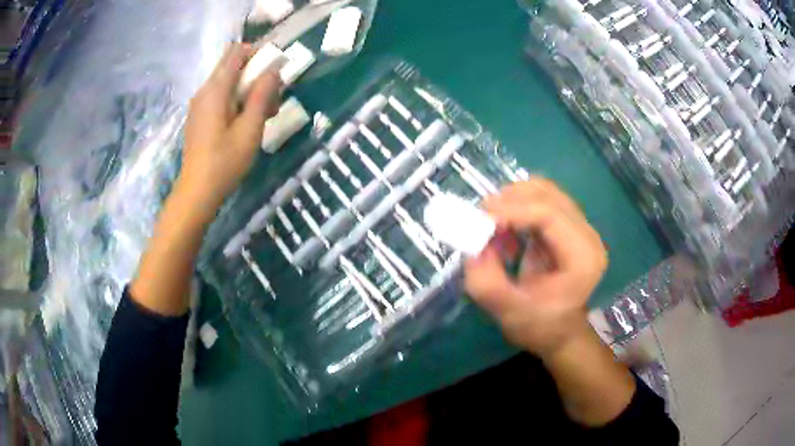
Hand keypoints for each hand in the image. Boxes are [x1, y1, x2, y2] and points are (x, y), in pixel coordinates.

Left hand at [178, 43, 281, 219]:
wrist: (197, 192)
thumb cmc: (225, 162)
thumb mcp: (250, 128)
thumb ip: (262, 95)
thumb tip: (274, 70)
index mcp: (216, 89)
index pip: (236, 52)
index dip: (258, 52)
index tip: (274, 70)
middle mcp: (205, 90)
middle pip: (233, 66)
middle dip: (256, 74)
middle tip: (272, 97)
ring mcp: (199, 104)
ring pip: (228, 83)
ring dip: (249, 90)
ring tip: (265, 114)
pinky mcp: (199, 117)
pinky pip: (221, 97)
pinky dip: (237, 101)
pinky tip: (247, 123)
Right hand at [464, 178, 607, 359]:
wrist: (559, 333)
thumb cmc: (539, 327)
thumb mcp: (508, 313)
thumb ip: (486, 283)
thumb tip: (471, 246)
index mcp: (582, 257)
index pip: (549, 214)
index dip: (512, 210)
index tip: (479, 220)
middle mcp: (587, 235)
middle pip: (548, 195)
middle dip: (509, 200)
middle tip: (479, 218)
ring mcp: (580, 227)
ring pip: (544, 191)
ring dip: (512, 200)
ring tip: (492, 226)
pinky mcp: (568, 225)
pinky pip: (541, 200)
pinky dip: (517, 206)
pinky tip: (506, 231)